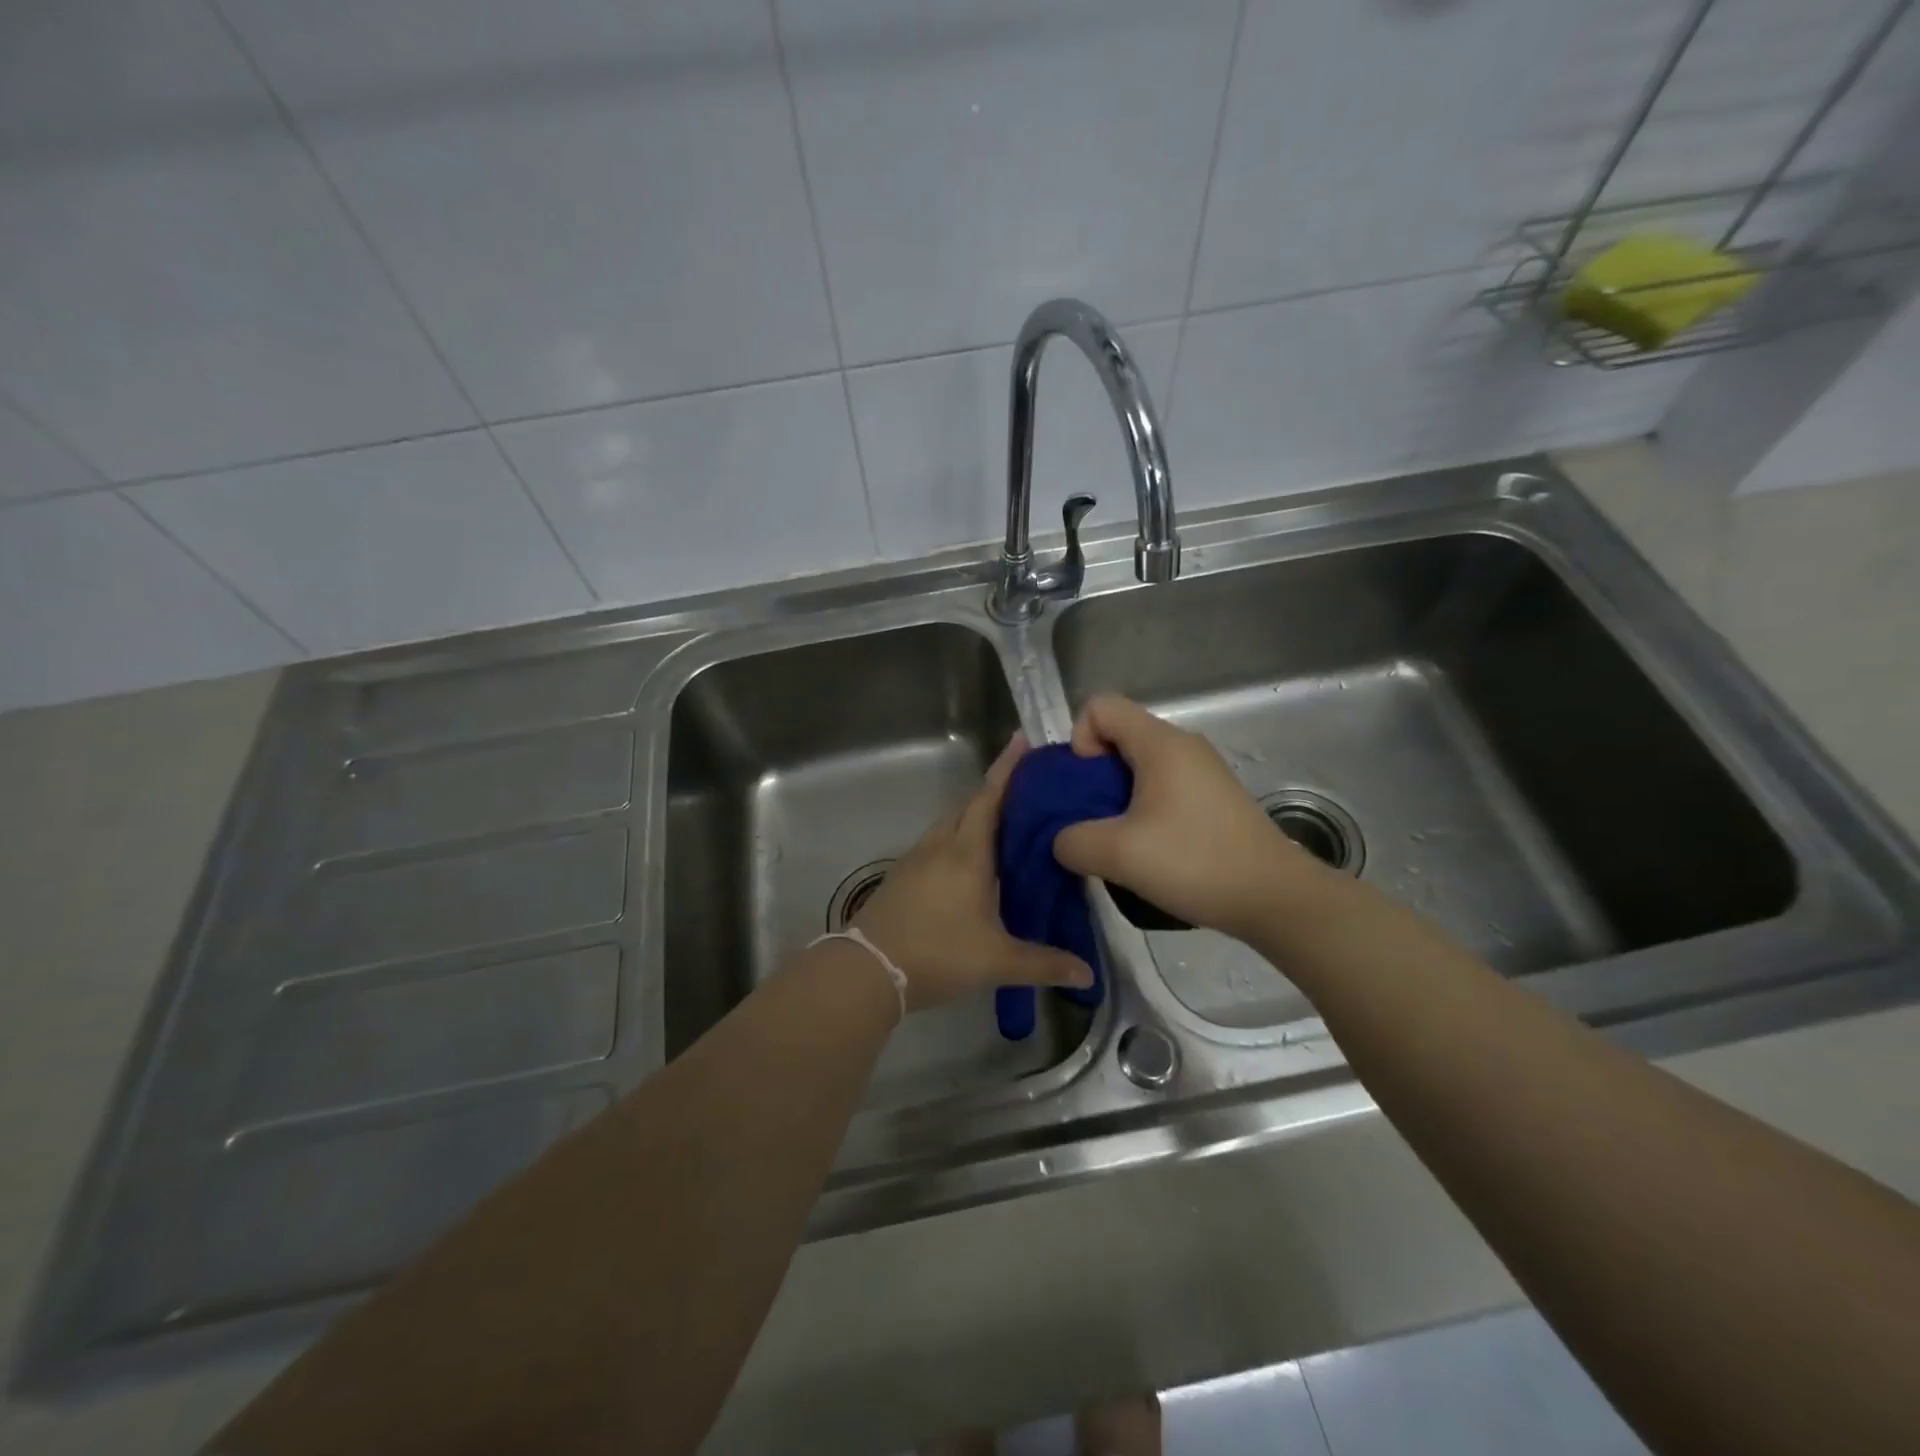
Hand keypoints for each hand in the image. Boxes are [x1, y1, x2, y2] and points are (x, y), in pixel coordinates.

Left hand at [851, 733, 1094, 1012]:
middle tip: (1030, 787)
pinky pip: (938, 842)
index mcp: (966, 852)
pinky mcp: (904, 874)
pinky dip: (959, 837)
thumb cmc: (938, 953)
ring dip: (976, 814)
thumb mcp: (996, 960)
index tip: (1023, 739)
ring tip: (1007, 822)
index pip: (990, 797)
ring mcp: (917, 858)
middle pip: (970, 804)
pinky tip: (972, 859)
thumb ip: (1043, 963)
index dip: (1008, 768)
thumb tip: (1088, 974)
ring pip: (952, 823)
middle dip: (997, 790)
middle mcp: (941, 844)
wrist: (868, 969)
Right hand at [1052, 695, 1312, 940]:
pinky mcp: (1212, 797)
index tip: (1086, 787)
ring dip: (1116, 797)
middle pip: (1118, 735)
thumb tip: (1064, 839)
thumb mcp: (1118, 854)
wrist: (1274, 897)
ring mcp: (1201, 770)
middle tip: (1093, 820)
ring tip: (1118, 839)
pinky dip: (1142, 808)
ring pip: (1138, 765)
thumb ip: (1072, 841)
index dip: (1079, 740)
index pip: (1100, 706)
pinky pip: (1161, 785)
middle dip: (1092, 775)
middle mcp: (1182, 745)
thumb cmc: (1195, 862)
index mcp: (1160, 743)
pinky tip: (1147, 849)